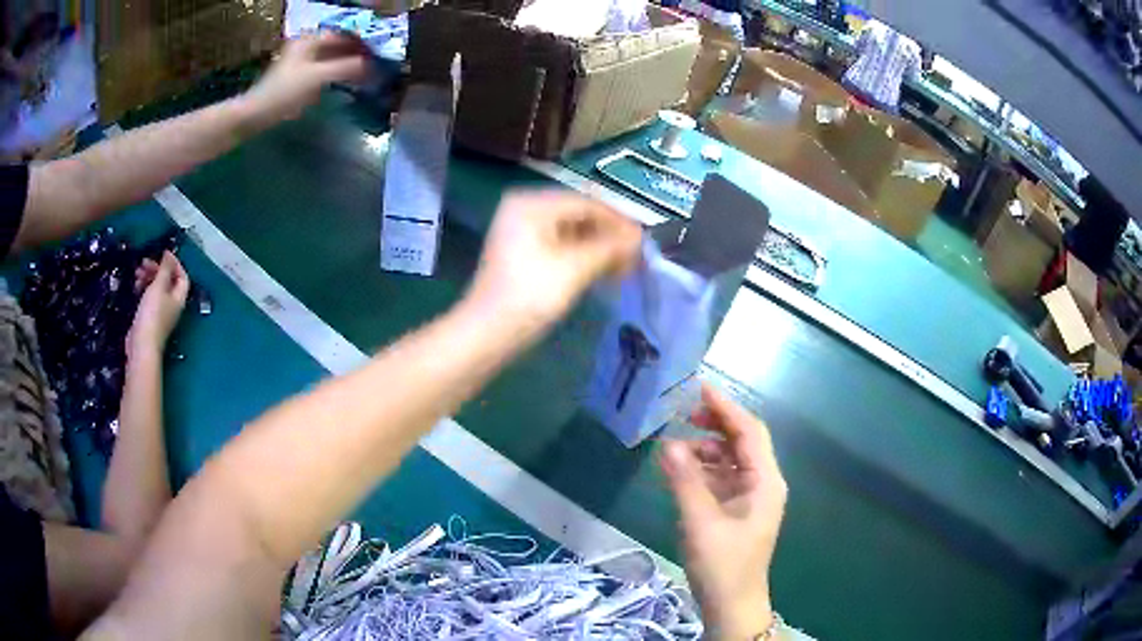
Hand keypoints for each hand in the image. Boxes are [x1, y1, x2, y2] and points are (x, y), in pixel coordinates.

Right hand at [128, 252, 189, 358]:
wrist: (141, 346)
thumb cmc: (152, 314)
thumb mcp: (159, 287)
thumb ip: (165, 270)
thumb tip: (169, 254)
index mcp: (179, 298)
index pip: (182, 277)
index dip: (175, 264)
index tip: (163, 254)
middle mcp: (172, 306)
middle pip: (167, 282)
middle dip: (157, 269)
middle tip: (144, 262)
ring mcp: (160, 313)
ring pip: (156, 289)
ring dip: (148, 277)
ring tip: (137, 272)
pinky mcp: (149, 318)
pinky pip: (148, 298)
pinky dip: (143, 288)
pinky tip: (135, 285)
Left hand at [241, 31, 370, 125]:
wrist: (255, 114)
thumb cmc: (285, 92)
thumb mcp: (318, 77)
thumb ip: (346, 68)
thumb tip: (372, 65)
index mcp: (309, 40)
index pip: (343, 34)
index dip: (361, 42)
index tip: (378, 52)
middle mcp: (306, 46)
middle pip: (337, 46)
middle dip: (355, 54)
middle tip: (374, 64)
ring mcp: (300, 62)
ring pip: (331, 58)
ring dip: (347, 65)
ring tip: (364, 73)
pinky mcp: (297, 78)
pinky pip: (323, 70)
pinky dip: (336, 74)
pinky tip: (345, 83)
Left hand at [465, 190, 641, 339]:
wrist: (488, 332)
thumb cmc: (529, 295)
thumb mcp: (574, 267)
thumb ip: (609, 248)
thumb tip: (640, 237)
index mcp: (532, 203)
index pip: (587, 203)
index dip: (619, 222)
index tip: (646, 241)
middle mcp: (526, 209)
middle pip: (580, 216)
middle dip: (611, 237)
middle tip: (639, 257)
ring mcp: (524, 232)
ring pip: (574, 234)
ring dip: (601, 250)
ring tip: (628, 269)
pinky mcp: (526, 254)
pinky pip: (563, 247)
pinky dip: (585, 259)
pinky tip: (607, 273)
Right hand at [661, 384, 786, 639]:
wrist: (731, 605)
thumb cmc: (723, 565)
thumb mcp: (701, 524)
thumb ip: (685, 482)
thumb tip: (667, 443)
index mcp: (765, 482)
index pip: (749, 432)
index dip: (725, 408)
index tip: (698, 387)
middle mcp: (762, 483)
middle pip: (741, 441)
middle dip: (714, 425)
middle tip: (681, 413)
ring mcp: (749, 497)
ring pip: (728, 460)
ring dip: (703, 450)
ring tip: (671, 448)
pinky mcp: (736, 510)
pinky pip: (720, 479)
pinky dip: (700, 471)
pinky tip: (677, 471)